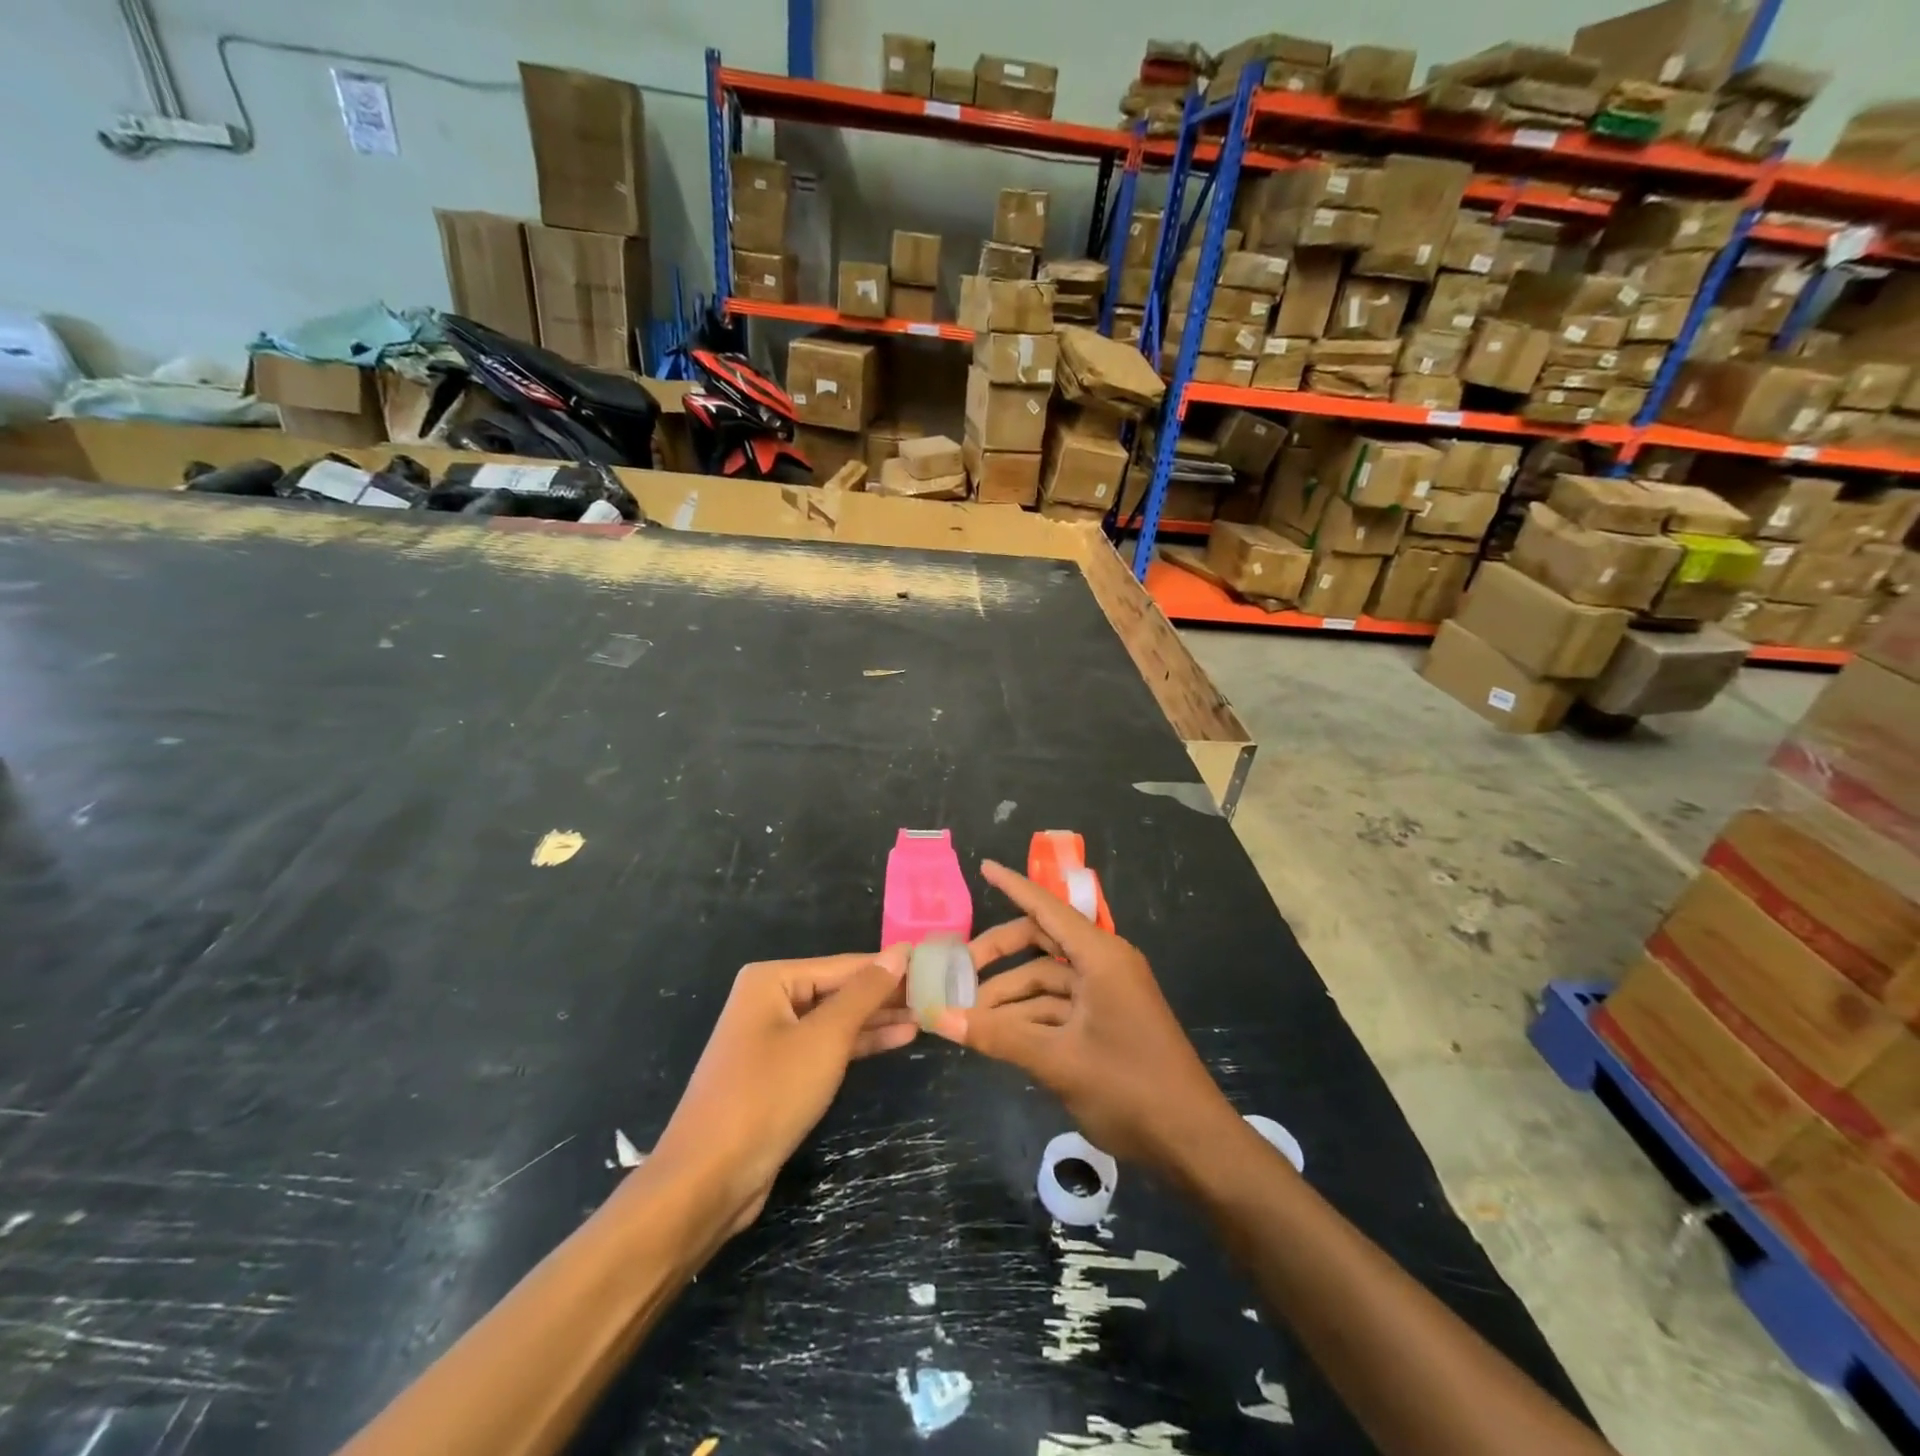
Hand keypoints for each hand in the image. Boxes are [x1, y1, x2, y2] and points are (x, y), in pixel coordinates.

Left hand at [650, 948, 914, 1234]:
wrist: (708, 1179)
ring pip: (835, 1020)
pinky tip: (896, 1040)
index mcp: (772, 980)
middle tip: (936, 995)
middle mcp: (769, 1000)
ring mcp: (772, 1038)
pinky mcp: (778, 1073)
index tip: (935, 967)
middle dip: (885, 995)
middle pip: (839, 990)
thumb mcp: (825, 1038)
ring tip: (925, 1017)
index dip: (890, 968)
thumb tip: (899, 952)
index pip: (845, 965)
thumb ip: (864, 993)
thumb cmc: (768, 1095)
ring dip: (877, 1020)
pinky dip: (859, 1044)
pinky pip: (825, 1047)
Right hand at [934, 860, 1237, 1175]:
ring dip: (1009, 996)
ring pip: (1046, 980)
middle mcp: (1104, 965)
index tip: (984, 868)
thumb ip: (997, 1036)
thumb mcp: (1057, 1061)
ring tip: (968, 1017)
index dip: (1014, 887)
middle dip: (999, 956)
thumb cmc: (1129, 1088)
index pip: (1048, 908)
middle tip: (958, 973)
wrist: (1191, 1143)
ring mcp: (1106, 995)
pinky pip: (1058, 1006)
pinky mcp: (1106, 1022)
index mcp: (1101, 957)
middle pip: (1042, 943)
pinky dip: (1028, 1017)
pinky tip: (996, 1035)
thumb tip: (939, 1018)